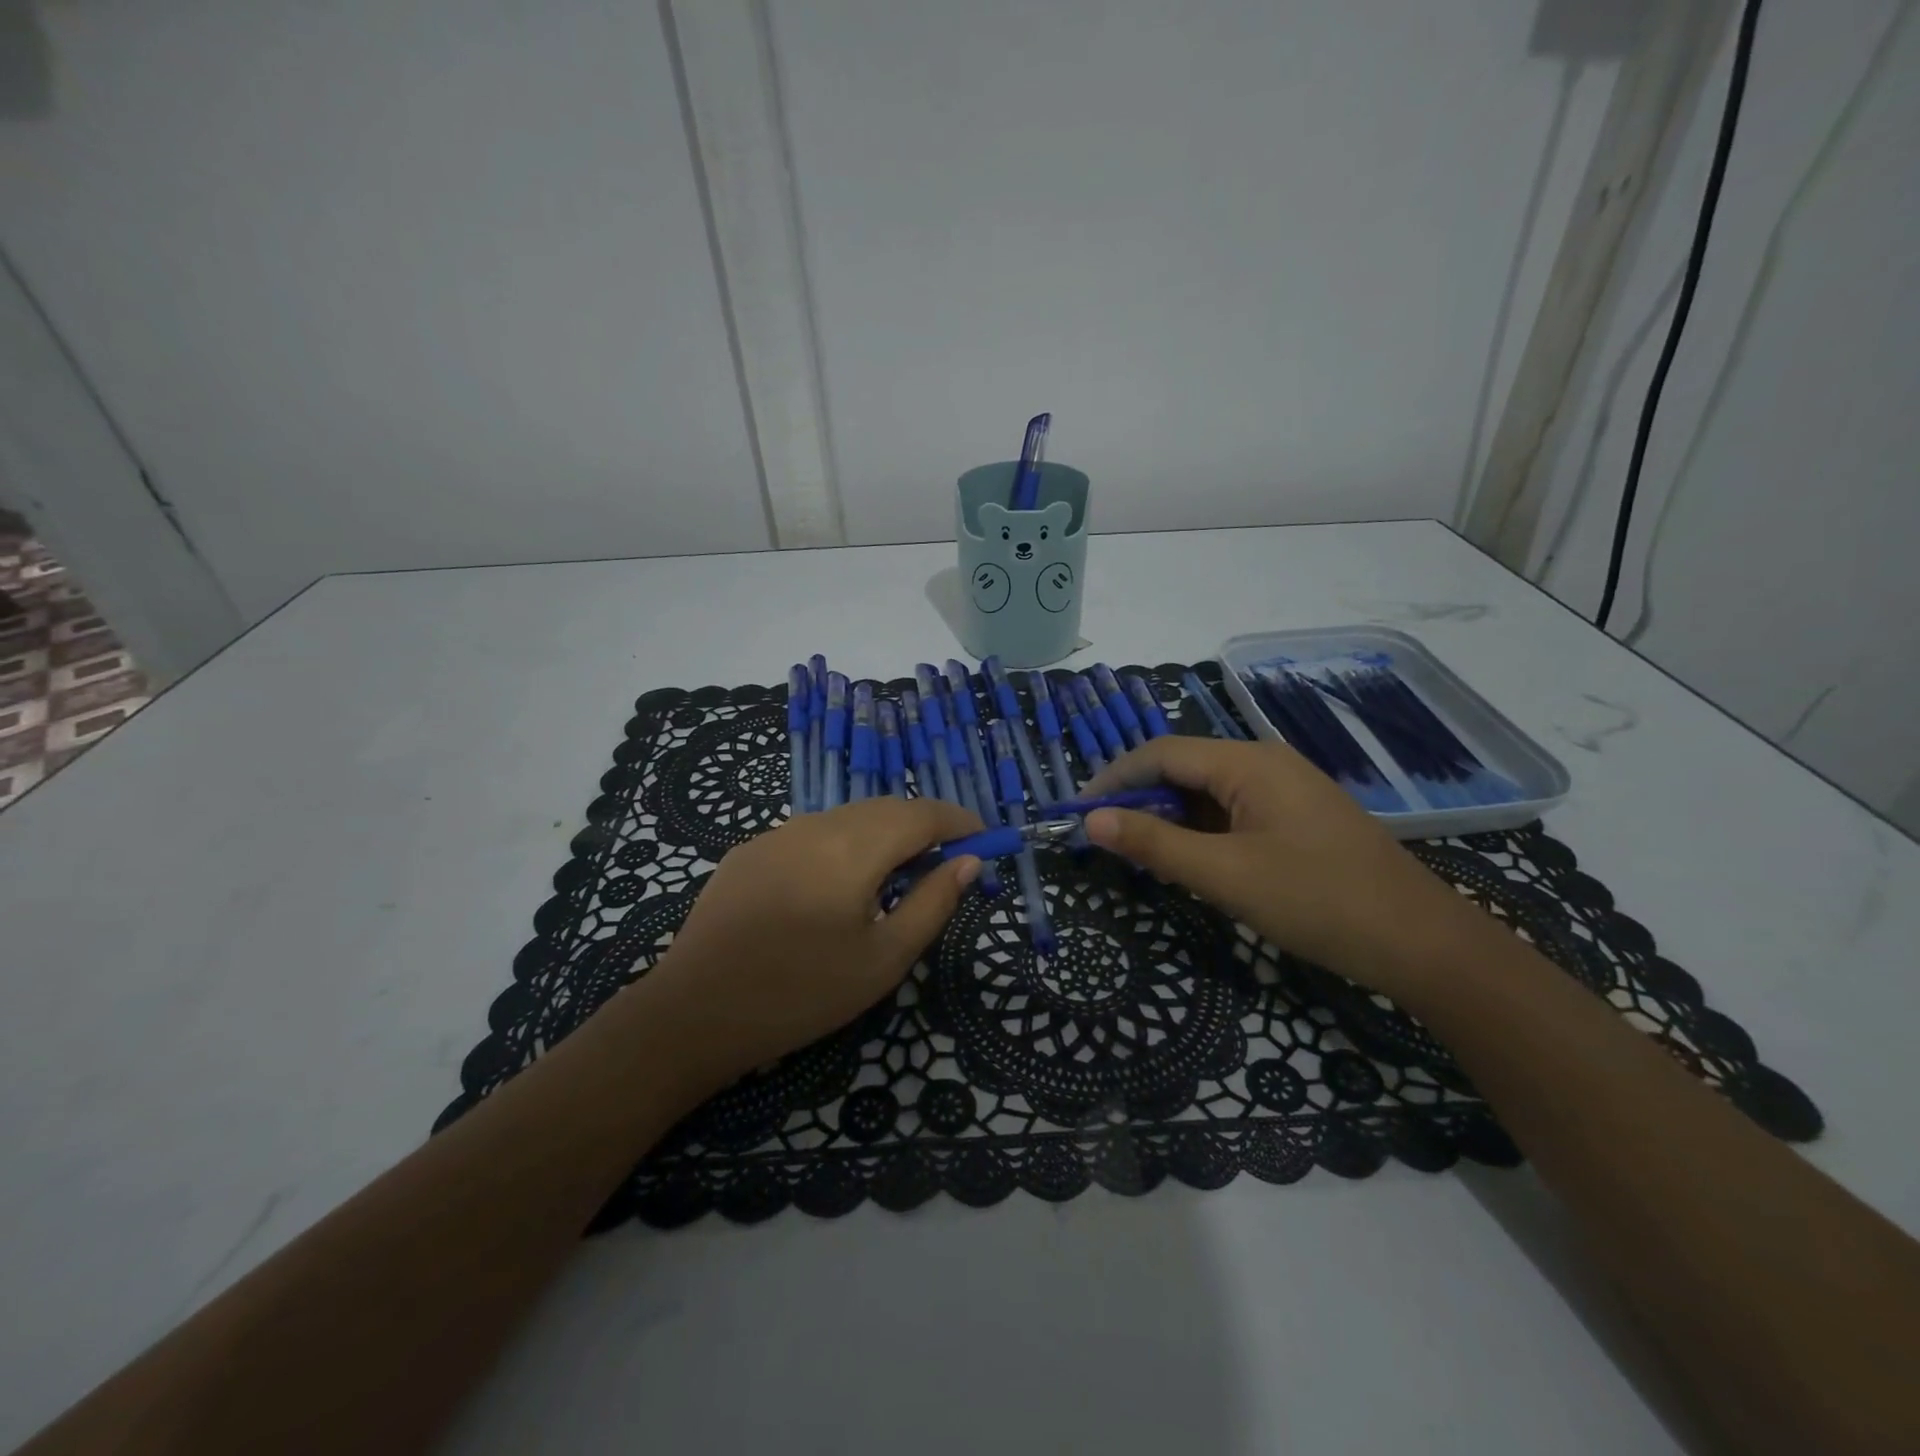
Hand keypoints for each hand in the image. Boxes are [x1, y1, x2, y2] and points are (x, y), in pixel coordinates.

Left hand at [639, 796, 982, 1089]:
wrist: (693, 1012)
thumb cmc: (800, 993)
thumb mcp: (883, 960)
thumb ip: (932, 904)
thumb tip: (969, 862)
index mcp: (853, 847)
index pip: (921, 814)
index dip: (958, 821)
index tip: (984, 838)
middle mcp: (815, 824)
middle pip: (885, 809)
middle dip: (923, 827)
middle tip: (946, 862)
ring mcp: (776, 834)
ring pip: (847, 818)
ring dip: (883, 835)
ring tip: (897, 876)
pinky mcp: (749, 851)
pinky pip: (812, 834)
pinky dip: (844, 846)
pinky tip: (837, 886)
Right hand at [1083, 737, 1476, 998]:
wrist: (1422, 944)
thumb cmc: (1317, 901)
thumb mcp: (1225, 875)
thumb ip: (1154, 845)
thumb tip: (1092, 820)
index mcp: (1249, 762)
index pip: (1162, 752)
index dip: (1115, 778)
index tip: (1079, 812)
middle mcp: (1266, 763)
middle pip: (1185, 767)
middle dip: (1140, 799)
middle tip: (1106, 839)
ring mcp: (1286, 790)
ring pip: (1208, 792)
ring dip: (1170, 818)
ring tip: (1140, 854)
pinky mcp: (1298, 818)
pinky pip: (1234, 812)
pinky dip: (1202, 831)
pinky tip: (1190, 860)